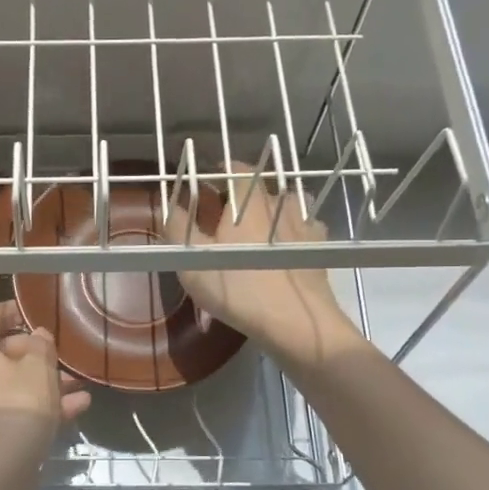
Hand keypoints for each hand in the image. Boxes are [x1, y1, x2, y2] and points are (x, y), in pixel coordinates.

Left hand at [0, 300, 91, 460]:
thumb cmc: (15, 405)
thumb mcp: (39, 368)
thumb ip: (40, 346)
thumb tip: (36, 337)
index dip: (12, 312)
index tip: (33, 313)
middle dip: (35, 358)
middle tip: (62, 361)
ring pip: (7, 387)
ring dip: (42, 386)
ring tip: (77, 389)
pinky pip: (6, 412)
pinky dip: (34, 409)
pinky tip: (73, 410)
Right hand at [165, 163, 363, 369]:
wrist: (294, 321)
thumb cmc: (237, 286)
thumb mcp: (192, 261)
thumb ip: (178, 228)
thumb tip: (169, 205)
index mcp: (246, 199)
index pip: (235, 168)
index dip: (220, 171)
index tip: (206, 182)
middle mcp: (278, 202)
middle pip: (260, 185)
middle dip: (241, 193)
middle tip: (223, 213)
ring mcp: (303, 223)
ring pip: (286, 203)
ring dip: (271, 208)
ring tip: (257, 228)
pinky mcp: (319, 247)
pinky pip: (304, 227)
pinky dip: (292, 231)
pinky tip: (285, 247)